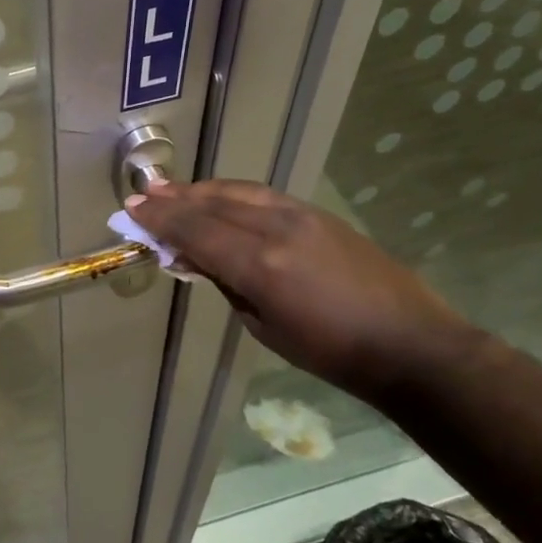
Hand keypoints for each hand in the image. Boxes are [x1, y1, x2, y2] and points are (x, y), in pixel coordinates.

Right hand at [130, 180, 476, 402]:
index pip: (197, 231)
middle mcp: (277, 229)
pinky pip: (263, 196)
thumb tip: (199, 258)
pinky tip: (220, 199)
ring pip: (239, 192)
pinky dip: (232, 195)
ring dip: (202, 190)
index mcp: (260, 264)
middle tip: (144, 195)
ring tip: (174, 191)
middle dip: (175, 199)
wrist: (409, 343)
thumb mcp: (265, 327)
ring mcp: (302, 216)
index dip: (161, 219)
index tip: (132, 211)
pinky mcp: (319, 215)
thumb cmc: (331, 352)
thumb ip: (228, 284)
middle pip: (214, 203)